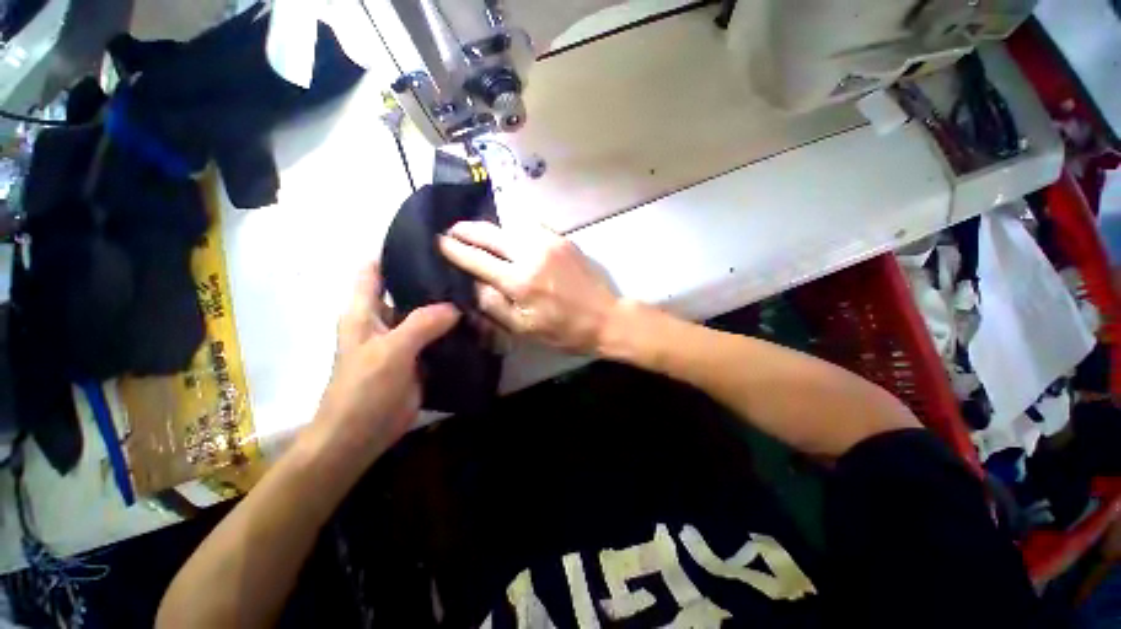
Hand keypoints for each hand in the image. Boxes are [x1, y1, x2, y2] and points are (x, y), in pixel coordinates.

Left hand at [314, 263, 458, 464]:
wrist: (360, 435)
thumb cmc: (363, 390)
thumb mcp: (390, 352)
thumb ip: (421, 324)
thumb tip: (455, 307)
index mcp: (364, 310)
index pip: (375, 269)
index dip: (395, 251)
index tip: (429, 241)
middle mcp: (384, 319)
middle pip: (408, 290)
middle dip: (433, 280)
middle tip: (467, 269)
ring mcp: (403, 339)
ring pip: (427, 314)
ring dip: (447, 307)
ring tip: (476, 293)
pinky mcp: (418, 357)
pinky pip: (437, 337)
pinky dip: (453, 331)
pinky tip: (475, 323)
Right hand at [439, 221, 617, 353]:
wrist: (605, 317)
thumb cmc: (564, 330)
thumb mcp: (524, 328)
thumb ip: (494, 304)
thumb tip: (473, 282)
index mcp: (520, 281)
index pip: (478, 259)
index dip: (456, 250)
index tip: (439, 242)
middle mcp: (532, 254)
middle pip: (490, 234)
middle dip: (467, 230)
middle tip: (452, 230)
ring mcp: (549, 242)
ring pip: (509, 226)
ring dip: (490, 229)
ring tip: (477, 234)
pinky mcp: (562, 239)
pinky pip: (530, 227)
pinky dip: (513, 231)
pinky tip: (509, 238)